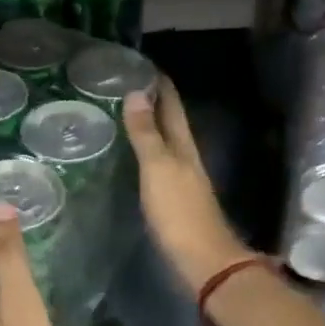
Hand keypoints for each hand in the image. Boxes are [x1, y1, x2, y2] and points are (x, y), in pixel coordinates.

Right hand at [123, 81, 255, 293]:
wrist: (203, 261)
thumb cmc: (179, 212)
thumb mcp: (159, 168)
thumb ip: (147, 134)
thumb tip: (137, 93)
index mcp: (184, 147)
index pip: (172, 106)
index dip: (159, 84)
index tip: (139, 64)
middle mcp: (186, 159)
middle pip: (170, 123)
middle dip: (152, 103)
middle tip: (123, 86)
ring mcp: (182, 181)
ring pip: (165, 145)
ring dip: (148, 129)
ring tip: (121, 116)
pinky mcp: (174, 202)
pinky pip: (157, 167)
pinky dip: (145, 154)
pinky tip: (131, 159)